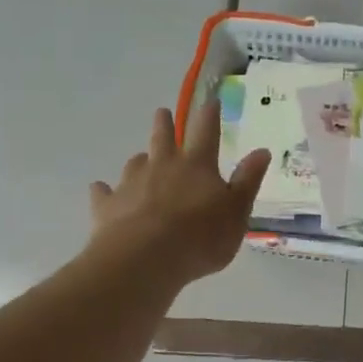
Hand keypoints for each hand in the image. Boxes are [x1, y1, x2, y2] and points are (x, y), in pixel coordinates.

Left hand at [87, 101, 268, 285]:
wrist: (144, 260)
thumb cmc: (200, 238)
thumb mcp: (237, 212)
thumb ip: (247, 181)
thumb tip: (262, 150)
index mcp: (197, 166)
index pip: (206, 133)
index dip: (210, 116)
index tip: (211, 101)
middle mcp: (163, 166)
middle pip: (162, 137)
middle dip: (164, 123)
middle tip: (162, 111)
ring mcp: (132, 184)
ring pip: (135, 163)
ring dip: (140, 159)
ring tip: (141, 159)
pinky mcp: (107, 206)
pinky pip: (103, 193)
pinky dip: (104, 190)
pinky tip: (101, 190)